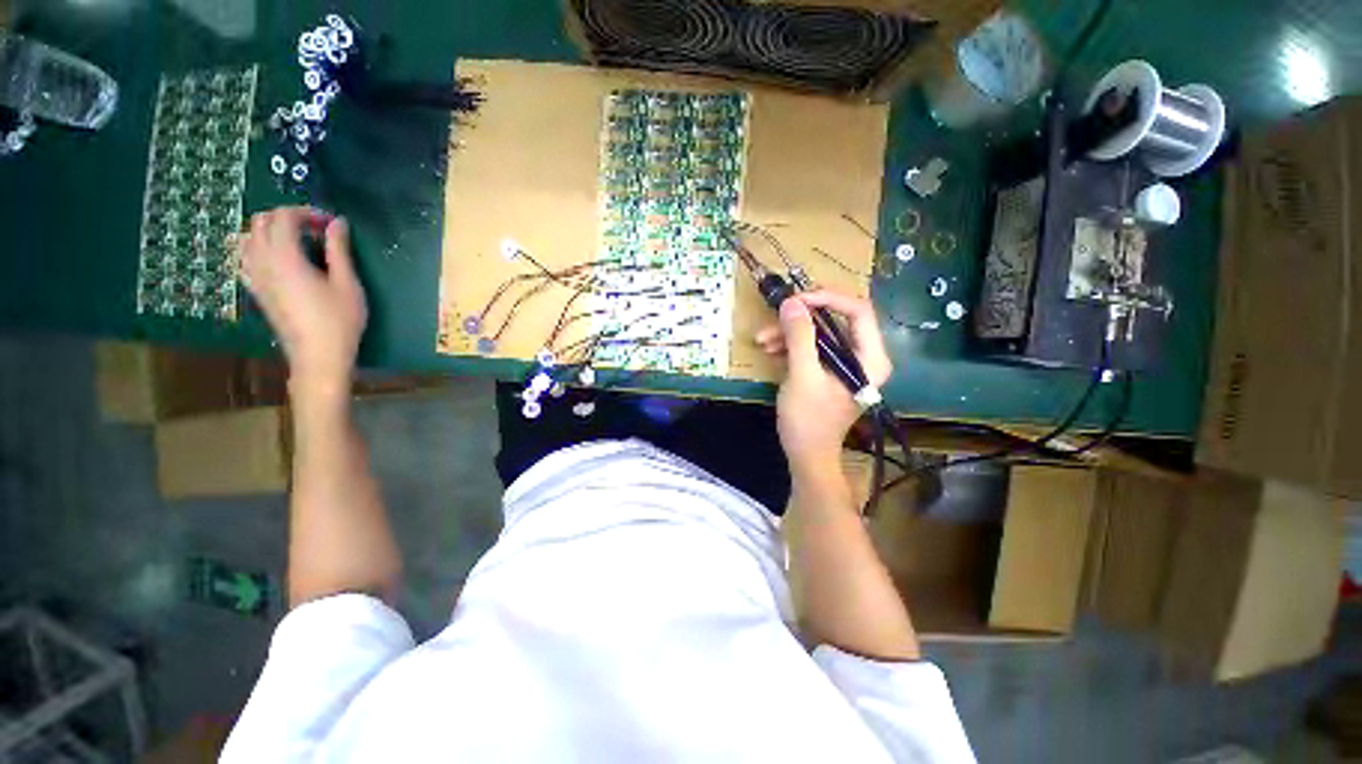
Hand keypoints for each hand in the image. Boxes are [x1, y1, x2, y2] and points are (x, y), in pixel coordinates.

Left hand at [239, 207, 366, 400]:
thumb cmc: (339, 320)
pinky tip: (276, 258)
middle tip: (316, 230)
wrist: (318, 355)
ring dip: (270, 231)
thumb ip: (339, 250)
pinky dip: (257, 248)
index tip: (330, 223)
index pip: (283, 217)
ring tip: (296, 241)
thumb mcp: (347, 283)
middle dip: (288, 217)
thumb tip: (337, 223)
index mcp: (285, 256)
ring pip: (247, 237)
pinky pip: (244, 257)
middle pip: (261, 222)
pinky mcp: (254, 289)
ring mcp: (254, 276)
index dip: (307, 212)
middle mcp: (262, 261)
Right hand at [755, 291, 891, 475]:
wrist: (806, 455)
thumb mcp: (802, 375)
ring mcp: (845, 363)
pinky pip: (812, 347)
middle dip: (802, 317)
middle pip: (836, 319)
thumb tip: (791, 302)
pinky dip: (791, 345)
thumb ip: (799, 337)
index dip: (827, 299)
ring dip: (790, 333)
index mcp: (870, 357)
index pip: (858, 310)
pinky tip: (770, 350)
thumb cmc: (809, 419)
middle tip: (776, 315)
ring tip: (763, 340)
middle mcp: (863, 356)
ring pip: (819, 333)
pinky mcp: (829, 370)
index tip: (796, 300)